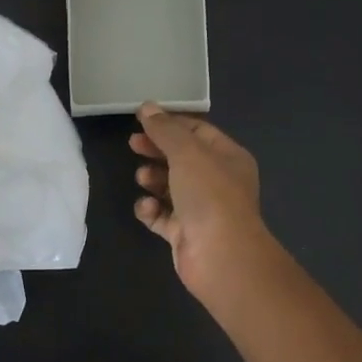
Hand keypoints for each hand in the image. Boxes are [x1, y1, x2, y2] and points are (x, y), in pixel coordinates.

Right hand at [130, 103, 269, 298]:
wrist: (220, 255)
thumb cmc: (210, 195)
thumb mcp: (187, 152)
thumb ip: (165, 129)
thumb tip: (147, 107)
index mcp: (228, 157)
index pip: (198, 131)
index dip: (170, 123)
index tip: (141, 120)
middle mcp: (217, 181)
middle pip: (182, 158)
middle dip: (157, 150)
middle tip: (133, 145)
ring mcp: (201, 209)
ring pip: (170, 187)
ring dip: (153, 180)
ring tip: (143, 178)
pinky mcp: (184, 233)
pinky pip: (162, 215)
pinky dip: (151, 210)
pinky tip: (147, 208)